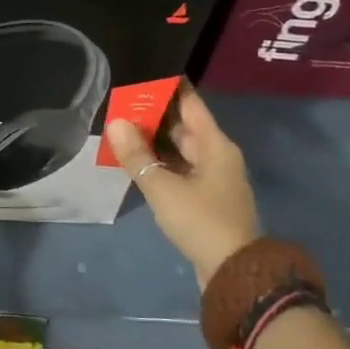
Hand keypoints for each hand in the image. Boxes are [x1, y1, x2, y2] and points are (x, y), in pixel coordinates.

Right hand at [107, 87, 262, 288]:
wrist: (233, 272)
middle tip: (121, 104)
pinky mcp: (207, 200)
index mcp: (215, 145)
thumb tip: (116, 123)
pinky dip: (161, 163)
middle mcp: (217, 156)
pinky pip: (181, 170)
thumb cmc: (200, 220)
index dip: (168, 89)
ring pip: (181, 151)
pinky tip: (138, 163)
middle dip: (154, 116)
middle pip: (184, 127)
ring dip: (155, 142)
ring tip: (123, 130)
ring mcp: (214, 179)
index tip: (144, 76)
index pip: (191, 104)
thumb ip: (137, 155)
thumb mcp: (162, 187)